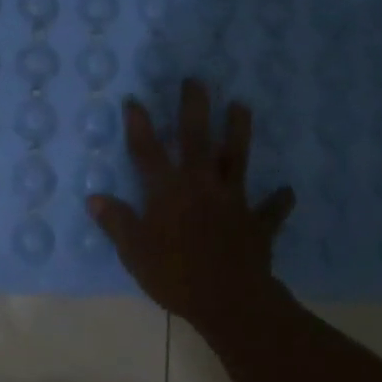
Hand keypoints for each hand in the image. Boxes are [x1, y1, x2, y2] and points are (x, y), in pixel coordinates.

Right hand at [87, 78, 294, 332]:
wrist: (230, 300)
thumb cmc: (175, 276)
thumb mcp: (135, 252)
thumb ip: (117, 222)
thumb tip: (94, 198)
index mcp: (168, 191)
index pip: (148, 151)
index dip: (139, 125)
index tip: (135, 100)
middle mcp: (201, 186)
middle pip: (197, 140)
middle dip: (194, 108)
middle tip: (196, 80)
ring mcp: (233, 201)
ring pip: (236, 159)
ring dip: (239, 132)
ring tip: (242, 106)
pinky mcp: (257, 223)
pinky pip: (271, 209)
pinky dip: (279, 201)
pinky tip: (287, 191)